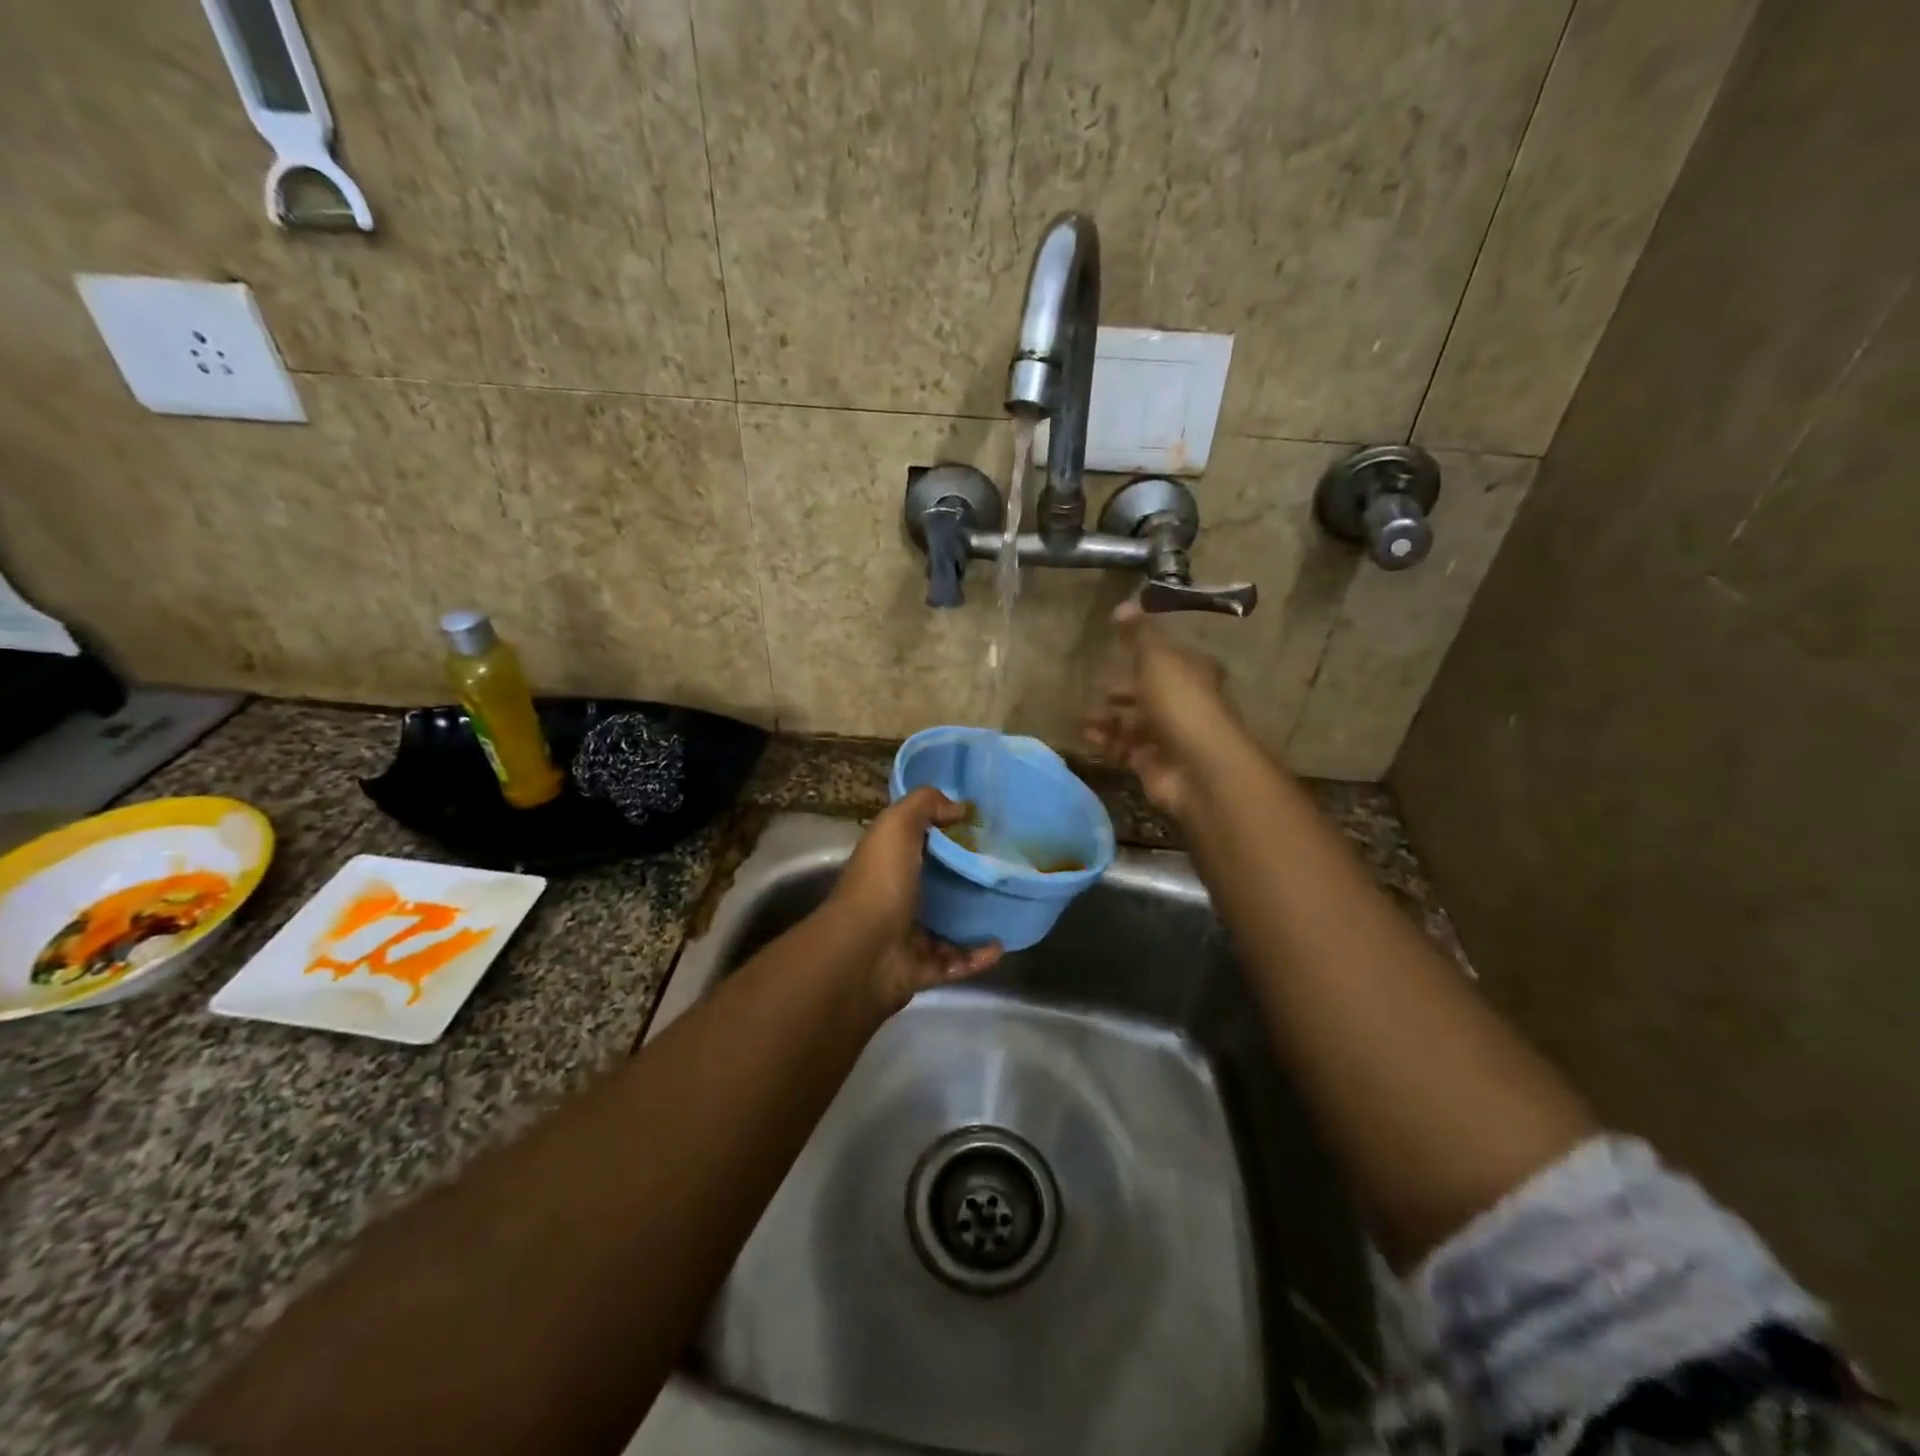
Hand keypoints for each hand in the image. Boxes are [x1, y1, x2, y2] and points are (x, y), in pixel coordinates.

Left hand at [827, 787, 1000, 1011]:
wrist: (862, 954)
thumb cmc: (880, 883)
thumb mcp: (897, 826)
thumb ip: (925, 805)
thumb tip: (959, 806)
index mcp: (887, 863)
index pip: (917, 843)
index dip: (946, 833)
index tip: (983, 828)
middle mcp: (894, 897)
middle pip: (936, 885)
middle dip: (966, 878)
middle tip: (1004, 869)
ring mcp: (905, 937)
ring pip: (947, 926)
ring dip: (975, 921)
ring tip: (1007, 909)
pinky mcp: (919, 970)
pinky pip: (954, 963)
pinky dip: (977, 957)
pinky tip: (999, 946)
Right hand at [1084, 601, 1248, 820]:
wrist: (1197, 766)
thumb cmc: (1180, 702)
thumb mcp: (1157, 658)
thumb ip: (1139, 633)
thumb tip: (1123, 606)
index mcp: (1195, 672)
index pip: (1171, 657)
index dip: (1147, 652)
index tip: (1120, 647)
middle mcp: (1186, 704)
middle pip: (1152, 693)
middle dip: (1125, 690)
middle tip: (1101, 687)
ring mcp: (1171, 737)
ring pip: (1136, 724)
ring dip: (1110, 719)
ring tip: (1086, 716)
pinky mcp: (1154, 765)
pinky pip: (1125, 750)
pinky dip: (1107, 743)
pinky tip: (1089, 736)